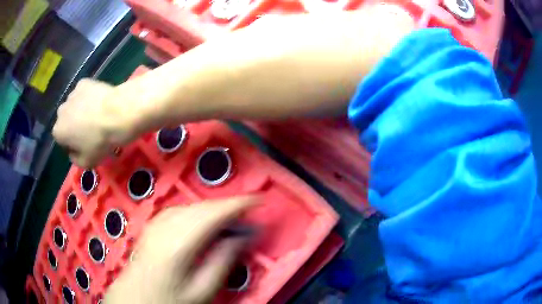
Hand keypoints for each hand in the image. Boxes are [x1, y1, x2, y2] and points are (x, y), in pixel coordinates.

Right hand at [53, 79, 136, 167]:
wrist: (117, 113)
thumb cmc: (100, 141)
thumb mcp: (87, 162)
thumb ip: (75, 159)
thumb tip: (73, 152)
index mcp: (58, 131)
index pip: (62, 140)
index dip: (73, 144)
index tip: (84, 145)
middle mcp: (60, 111)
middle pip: (66, 121)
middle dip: (74, 125)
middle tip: (90, 129)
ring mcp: (71, 94)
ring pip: (73, 105)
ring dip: (80, 110)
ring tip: (96, 114)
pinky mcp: (83, 82)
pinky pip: (83, 92)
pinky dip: (88, 96)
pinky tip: (98, 101)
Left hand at [104, 196, 256, 303]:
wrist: (135, 297)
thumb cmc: (170, 298)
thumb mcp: (202, 290)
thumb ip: (222, 261)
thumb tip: (242, 236)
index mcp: (179, 243)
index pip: (214, 214)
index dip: (238, 204)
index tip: (259, 200)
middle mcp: (166, 225)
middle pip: (203, 207)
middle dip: (228, 207)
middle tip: (247, 216)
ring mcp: (157, 223)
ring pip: (192, 206)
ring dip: (213, 209)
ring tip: (229, 221)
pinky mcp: (153, 224)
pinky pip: (181, 210)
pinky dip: (198, 212)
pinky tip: (203, 223)